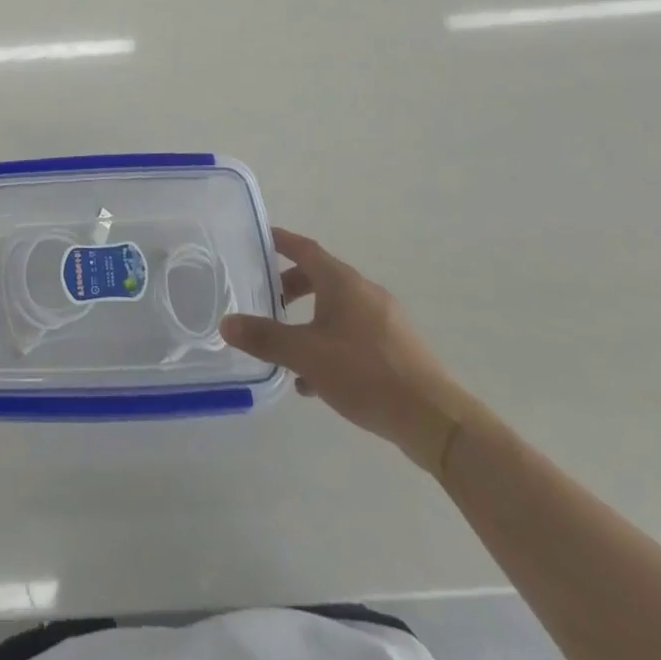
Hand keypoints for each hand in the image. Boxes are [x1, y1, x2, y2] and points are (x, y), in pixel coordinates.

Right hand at [221, 228, 477, 472]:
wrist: (435, 420)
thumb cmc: (365, 374)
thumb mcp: (306, 355)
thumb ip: (265, 338)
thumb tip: (226, 323)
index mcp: (343, 282)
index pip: (305, 248)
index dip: (281, 241)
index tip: (258, 239)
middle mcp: (365, 292)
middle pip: (320, 278)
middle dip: (291, 288)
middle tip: (267, 302)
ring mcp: (386, 320)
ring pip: (337, 310)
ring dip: (310, 322)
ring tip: (288, 352)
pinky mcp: (397, 348)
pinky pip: (354, 334)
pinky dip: (331, 344)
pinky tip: (318, 382)